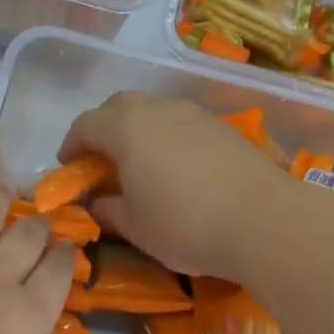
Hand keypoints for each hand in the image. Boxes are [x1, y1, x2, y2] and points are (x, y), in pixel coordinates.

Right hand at [58, 92, 286, 281]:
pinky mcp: (222, 127)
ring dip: (137, 130)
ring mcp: (194, 114)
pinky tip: (176, 167)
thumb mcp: (136, 227)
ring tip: (139, 163)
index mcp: (126, 129)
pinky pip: (181, 123)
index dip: (71, 144)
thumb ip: (109, 209)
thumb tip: (97, 201)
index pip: (86, 125)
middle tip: (100, 159)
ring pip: (153, 110)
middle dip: (103, 128)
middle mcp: (158, 110)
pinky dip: (166, 137)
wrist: (264, 220)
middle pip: (119, 106)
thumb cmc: (186, 225)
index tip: (68, 166)